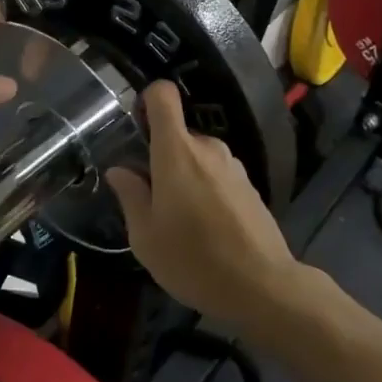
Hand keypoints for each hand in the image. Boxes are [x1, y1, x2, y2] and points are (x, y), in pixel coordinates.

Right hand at [106, 82, 297, 320]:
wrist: (262, 286)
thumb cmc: (192, 260)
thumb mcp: (145, 236)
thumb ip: (130, 196)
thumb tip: (120, 170)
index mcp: (177, 152)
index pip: (163, 96)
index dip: (147, 101)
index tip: (135, 126)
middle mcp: (208, 148)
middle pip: (178, 134)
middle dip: (161, 158)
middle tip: (150, 199)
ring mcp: (234, 166)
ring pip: (198, 158)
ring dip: (185, 177)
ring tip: (179, 220)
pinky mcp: (250, 186)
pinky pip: (218, 175)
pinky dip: (206, 190)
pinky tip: (206, 228)